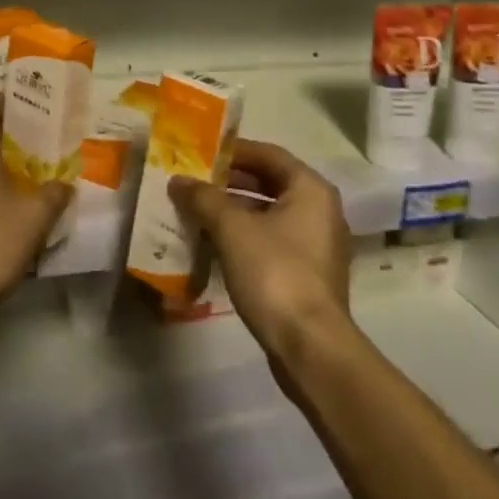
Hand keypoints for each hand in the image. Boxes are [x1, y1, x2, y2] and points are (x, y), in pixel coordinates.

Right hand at [170, 140, 352, 362]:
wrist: (310, 348)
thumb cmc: (274, 272)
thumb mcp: (231, 228)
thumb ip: (203, 198)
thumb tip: (178, 181)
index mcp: (310, 189)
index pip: (268, 154)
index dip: (234, 151)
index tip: (201, 153)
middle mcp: (320, 211)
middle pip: (269, 183)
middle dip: (230, 183)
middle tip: (194, 182)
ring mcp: (316, 245)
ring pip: (269, 214)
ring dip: (234, 211)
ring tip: (196, 212)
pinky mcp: (308, 275)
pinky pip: (272, 241)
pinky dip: (245, 237)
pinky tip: (214, 244)